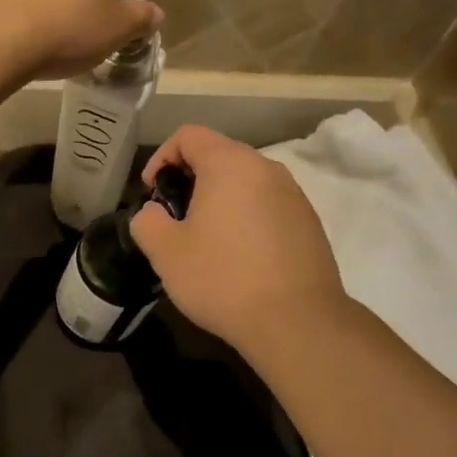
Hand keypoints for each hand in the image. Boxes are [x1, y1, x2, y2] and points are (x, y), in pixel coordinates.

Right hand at [130, 126, 348, 350]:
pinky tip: (239, 257)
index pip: (189, 135)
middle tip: (174, 219)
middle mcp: (266, 168)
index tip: (151, 192)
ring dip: (220, 200)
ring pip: (246, 182)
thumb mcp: (166, 253)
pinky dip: (246, 218)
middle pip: (220, 155)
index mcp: (229, 164)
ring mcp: (294, 195)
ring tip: (206, 240)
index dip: (162, 157)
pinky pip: (268, 206)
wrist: (296, 321)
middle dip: (190, 180)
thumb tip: (153, 214)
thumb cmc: (223, 278)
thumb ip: (147, 222)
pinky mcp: (309, 223)